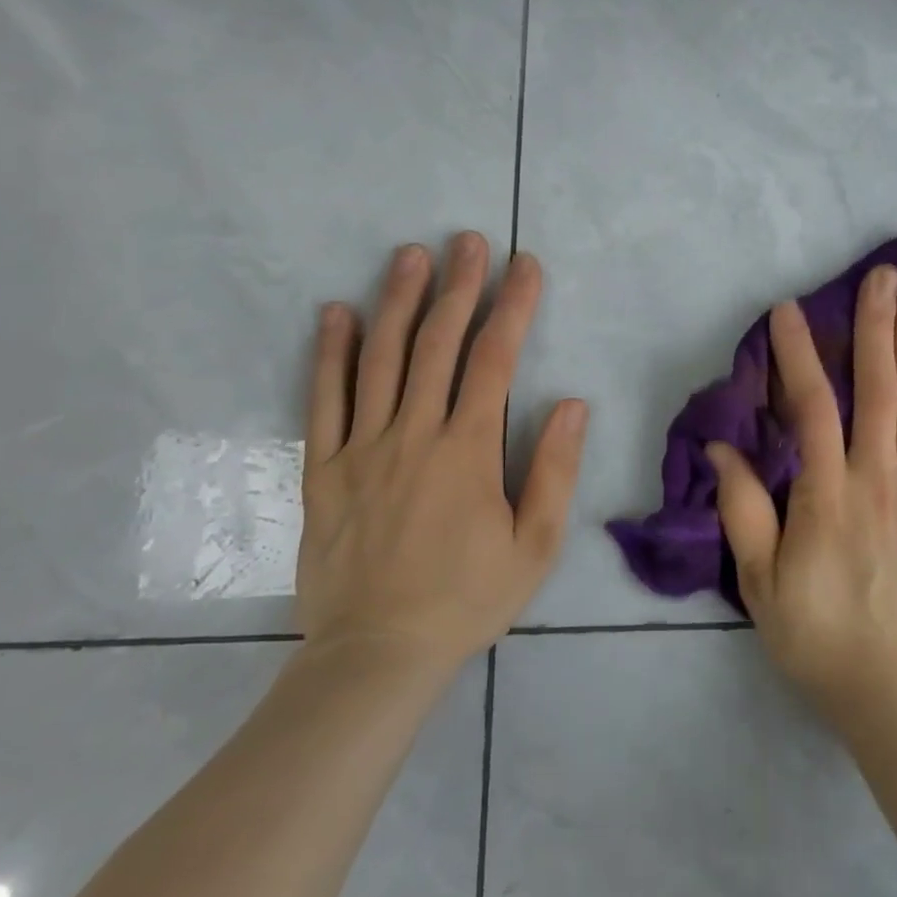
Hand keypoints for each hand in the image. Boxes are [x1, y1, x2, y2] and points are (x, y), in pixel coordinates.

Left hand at [295, 233, 587, 682]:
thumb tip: (573, 403)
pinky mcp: (323, 470)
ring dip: (396, 301)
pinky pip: (323, 401)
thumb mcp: (535, 545)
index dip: (513, 306)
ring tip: (409, 255)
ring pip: (379, 359)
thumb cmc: (467, 599)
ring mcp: (362, 449)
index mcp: (468, 451)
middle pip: (437, 344)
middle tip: (466, 240)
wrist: (376, 656)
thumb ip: (554, 470)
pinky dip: (329, 353)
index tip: (524, 265)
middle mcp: (414, 435)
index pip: (495, 360)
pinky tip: (336, 313)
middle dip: (457, 286)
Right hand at [708, 265, 896, 735]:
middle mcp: (880, 480)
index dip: (799, 353)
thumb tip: (723, 447)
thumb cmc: (820, 639)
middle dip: (877, 326)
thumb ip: (744, 510)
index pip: (812, 406)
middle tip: (883, 275)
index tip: (790, 310)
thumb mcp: (762, 584)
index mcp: (829, 495)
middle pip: (878, 388)